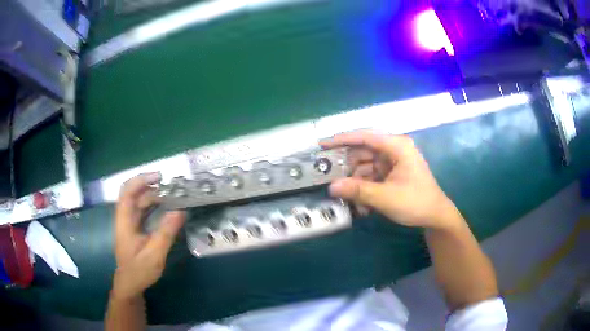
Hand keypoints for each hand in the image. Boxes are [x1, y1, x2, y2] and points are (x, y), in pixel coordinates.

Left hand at [112, 173, 185, 300]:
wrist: (130, 284)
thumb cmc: (139, 271)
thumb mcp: (154, 254)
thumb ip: (166, 233)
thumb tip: (181, 210)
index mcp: (125, 221)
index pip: (128, 192)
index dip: (141, 180)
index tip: (159, 177)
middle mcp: (125, 218)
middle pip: (134, 194)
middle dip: (151, 186)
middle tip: (171, 188)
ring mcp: (130, 223)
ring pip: (139, 202)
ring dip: (154, 196)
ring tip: (172, 196)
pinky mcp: (135, 229)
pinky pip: (143, 211)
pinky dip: (154, 206)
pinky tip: (166, 209)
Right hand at [321, 131, 461, 229]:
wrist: (435, 217)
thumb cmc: (416, 202)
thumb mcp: (386, 198)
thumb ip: (358, 191)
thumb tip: (331, 187)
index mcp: (396, 146)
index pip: (364, 137)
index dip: (341, 139)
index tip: (321, 145)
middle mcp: (393, 150)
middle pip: (362, 152)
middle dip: (347, 169)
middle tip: (330, 180)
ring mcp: (392, 162)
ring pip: (365, 167)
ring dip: (356, 184)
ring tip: (349, 201)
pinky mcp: (391, 174)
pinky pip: (371, 177)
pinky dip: (364, 189)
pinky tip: (362, 206)